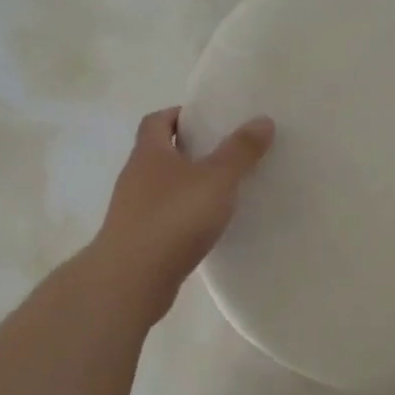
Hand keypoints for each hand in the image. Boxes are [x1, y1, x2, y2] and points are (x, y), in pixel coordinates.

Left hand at [91, 107, 274, 322]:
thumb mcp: (217, 179)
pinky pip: (164, 218)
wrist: (132, 279)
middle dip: (189, 151)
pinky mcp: (138, 241)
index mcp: (149, 153)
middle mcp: (136, 177)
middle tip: (225, 155)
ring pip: (163, 188)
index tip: (208, 121)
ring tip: (222, 193)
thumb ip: (240, 151)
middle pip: (160, 154)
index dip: (180, 115)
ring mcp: (133, 211)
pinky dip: (184, 217)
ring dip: (187, 187)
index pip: (157, 120)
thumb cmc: (174, 218)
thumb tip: (262, 120)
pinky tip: (207, 228)